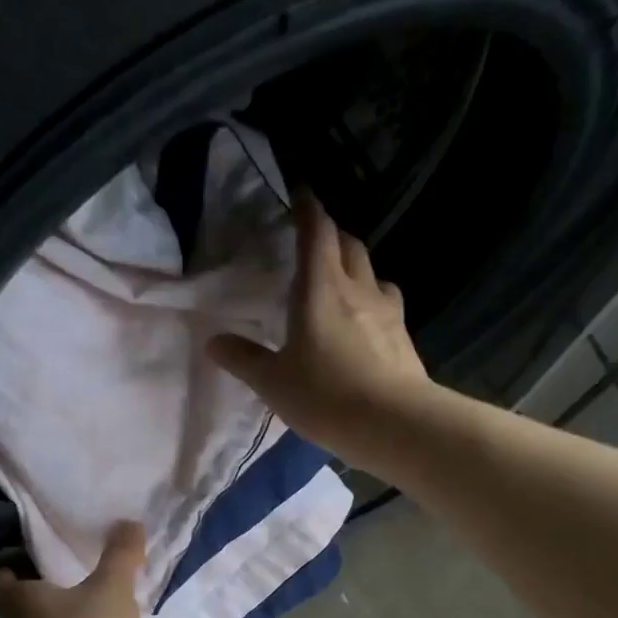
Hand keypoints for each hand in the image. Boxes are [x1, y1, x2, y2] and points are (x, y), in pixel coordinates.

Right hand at [207, 190, 434, 464]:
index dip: (308, 209)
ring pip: (372, 271)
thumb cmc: (326, 396)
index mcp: (319, 289)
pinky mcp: (404, 335)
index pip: (316, 232)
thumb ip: (244, 359)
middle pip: (348, 244)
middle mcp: (356, 288)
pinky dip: (373, 297)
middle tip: (314, 242)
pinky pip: (387, 301)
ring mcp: (387, 310)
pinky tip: (366, 320)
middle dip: (331, 235)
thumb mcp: (274, 383)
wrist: (393, 423)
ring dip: (355, 265)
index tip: (301, 194)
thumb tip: (213, 342)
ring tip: (341, 280)